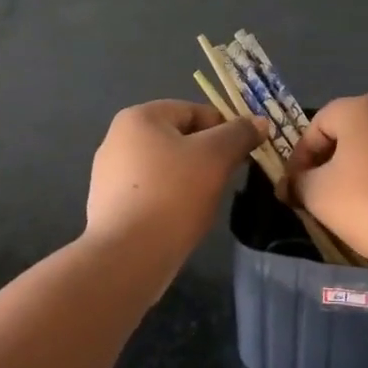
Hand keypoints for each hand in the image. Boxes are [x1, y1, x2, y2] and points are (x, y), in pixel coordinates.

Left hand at [83, 100, 267, 260]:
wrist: (127, 256)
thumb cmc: (173, 195)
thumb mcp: (216, 157)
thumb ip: (239, 134)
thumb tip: (259, 122)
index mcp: (139, 117)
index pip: (194, 111)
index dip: (225, 129)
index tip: (243, 154)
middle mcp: (117, 139)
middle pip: (178, 138)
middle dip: (207, 155)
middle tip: (226, 179)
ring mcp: (108, 174)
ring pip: (165, 167)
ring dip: (189, 179)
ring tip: (204, 203)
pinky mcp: (108, 206)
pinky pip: (150, 192)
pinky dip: (169, 200)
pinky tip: (180, 219)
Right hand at [285, 94, 367, 267]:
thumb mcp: (318, 195)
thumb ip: (298, 182)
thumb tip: (292, 183)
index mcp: (360, 108)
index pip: (317, 124)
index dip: (300, 156)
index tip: (294, 187)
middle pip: (348, 133)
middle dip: (329, 163)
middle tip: (318, 196)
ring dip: (358, 172)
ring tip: (351, 207)